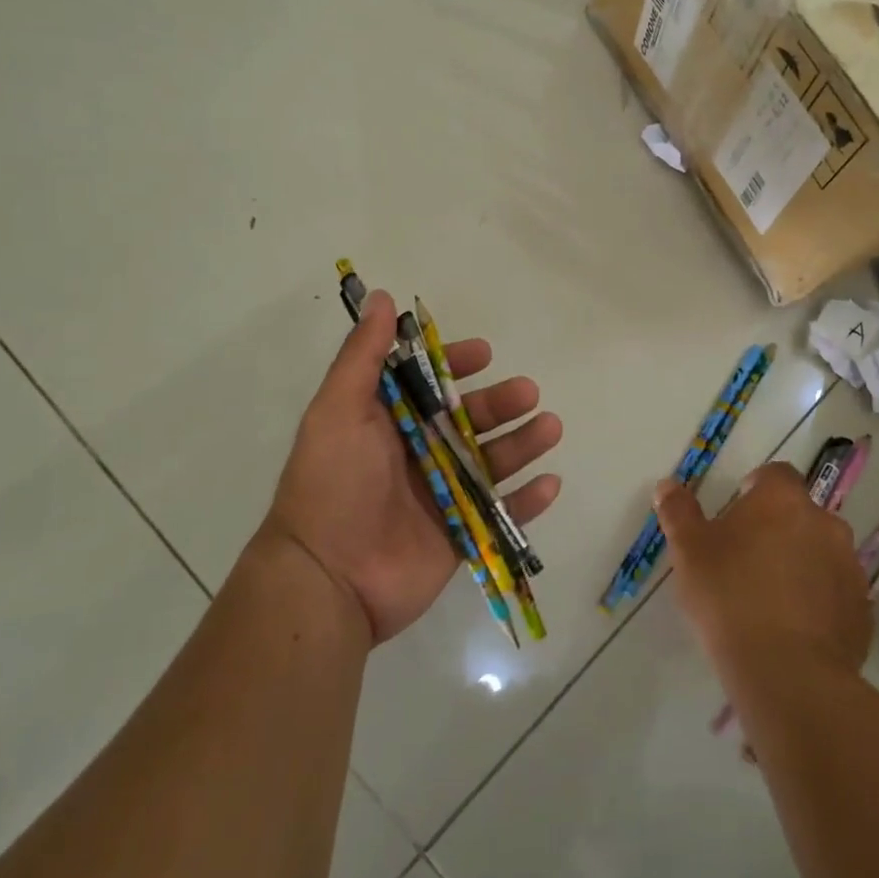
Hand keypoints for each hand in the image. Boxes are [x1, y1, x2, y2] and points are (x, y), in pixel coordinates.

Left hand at [252, 290, 562, 643]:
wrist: (328, 579)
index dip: (455, 365)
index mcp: (386, 423)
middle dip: (500, 403)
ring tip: (549, 428)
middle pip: (468, 420)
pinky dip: (526, 500)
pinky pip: (500, 513)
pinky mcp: (458, 535)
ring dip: (522, 444)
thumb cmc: (333, 485)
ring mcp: (439, 496)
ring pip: (490, 462)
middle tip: (529, 393)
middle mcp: (415, 454)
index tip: (484, 353)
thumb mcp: (338, 410)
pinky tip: (550, 483)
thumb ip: (363, 357)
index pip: (427, 384)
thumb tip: (381, 298)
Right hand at [656, 463, 870, 683]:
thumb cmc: (728, 596)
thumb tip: (667, 486)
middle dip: (778, 528)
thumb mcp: (688, 551)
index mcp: (783, 500)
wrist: (786, 673)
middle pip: (800, 514)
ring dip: (800, 563)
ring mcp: (849, 567)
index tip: (737, 514)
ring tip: (770, 597)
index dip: (756, 489)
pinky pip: (835, 592)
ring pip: (821, 552)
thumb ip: (678, 512)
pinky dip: (818, 600)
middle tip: (747, 559)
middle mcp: (825, 522)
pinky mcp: (862, 610)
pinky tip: (793, 627)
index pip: (775, 474)